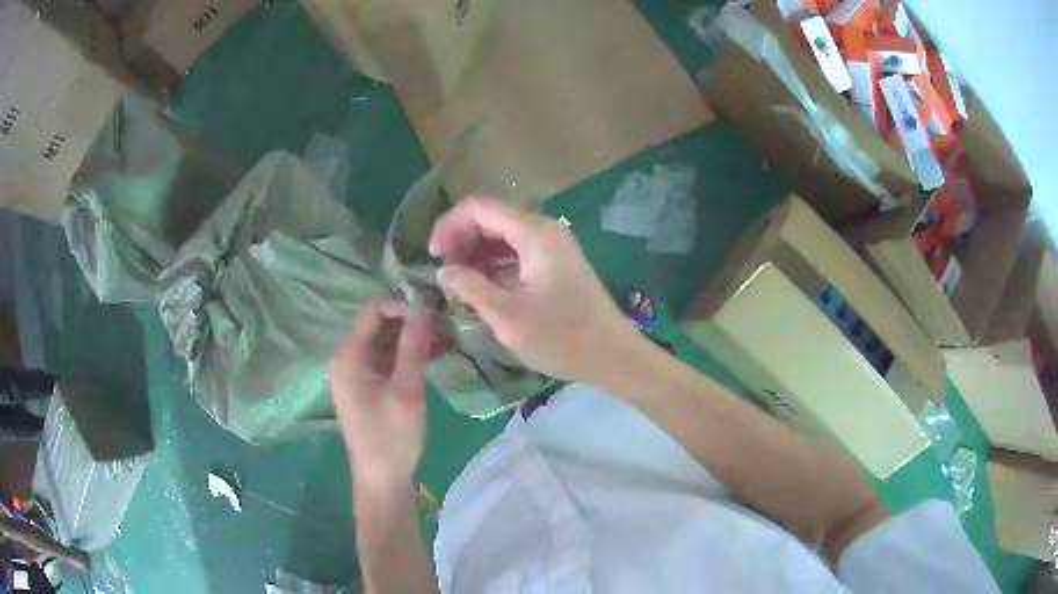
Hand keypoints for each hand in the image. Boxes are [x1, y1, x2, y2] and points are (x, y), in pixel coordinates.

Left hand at [329, 299, 434, 489]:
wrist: (382, 480)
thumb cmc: (391, 437)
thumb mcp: (406, 389)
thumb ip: (414, 345)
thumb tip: (426, 306)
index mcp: (349, 355)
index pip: (374, 309)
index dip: (404, 305)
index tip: (435, 313)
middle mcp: (348, 357)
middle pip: (380, 324)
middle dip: (412, 320)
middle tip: (447, 322)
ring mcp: (357, 372)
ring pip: (387, 340)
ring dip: (414, 337)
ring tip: (448, 335)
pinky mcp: (368, 384)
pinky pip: (388, 358)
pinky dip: (410, 354)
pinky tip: (438, 353)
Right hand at [429, 197, 641, 383]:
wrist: (612, 356)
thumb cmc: (562, 338)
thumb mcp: (508, 316)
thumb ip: (471, 288)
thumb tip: (443, 272)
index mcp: (534, 233)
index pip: (479, 208)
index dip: (449, 226)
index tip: (432, 256)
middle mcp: (544, 230)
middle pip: (491, 219)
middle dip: (461, 241)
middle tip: (445, 274)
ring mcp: (552, 247)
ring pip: (503, 237)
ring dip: (477, 255)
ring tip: (459, 285)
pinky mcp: (556, 264)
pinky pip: (517, 253)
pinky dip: (495, 266)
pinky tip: (482, 289)